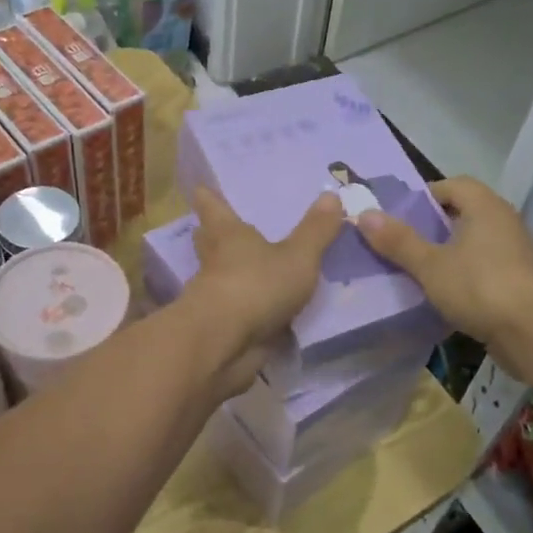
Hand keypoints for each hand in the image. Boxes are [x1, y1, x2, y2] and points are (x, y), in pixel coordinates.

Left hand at [183, 187, 344, 395]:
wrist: (224, 344)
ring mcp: (214, 298)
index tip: (200, 188)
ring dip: (229, 275)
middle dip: (211, 235)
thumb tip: (332, 194)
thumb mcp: (298, 256)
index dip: (208, 198)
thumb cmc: (257, 285)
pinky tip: (263, 314)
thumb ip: (316, 230)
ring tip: (251, 270)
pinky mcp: (221, 330)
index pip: (213, 208)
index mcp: (228, 235)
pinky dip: (245, 312)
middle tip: (219, 228)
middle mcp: (215, 262)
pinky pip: (235, 314)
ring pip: (218, 279)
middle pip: (207, 243)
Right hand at [356, 177, 532, 373]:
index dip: (426, 195)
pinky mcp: (522, 281)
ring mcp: (518, 252)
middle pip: (465, 213)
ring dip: (451, 252)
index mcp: (485, 207)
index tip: (401, 215)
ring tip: (420, 270)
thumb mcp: (430, 265)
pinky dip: (467, 274)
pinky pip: (487, 267)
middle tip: (404, 243)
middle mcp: (505, 222)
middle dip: (435, 225)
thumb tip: (365, 214)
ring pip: (476, 242)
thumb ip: (398, 241)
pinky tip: (447, 294)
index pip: (454, 185)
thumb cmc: (479, 287)